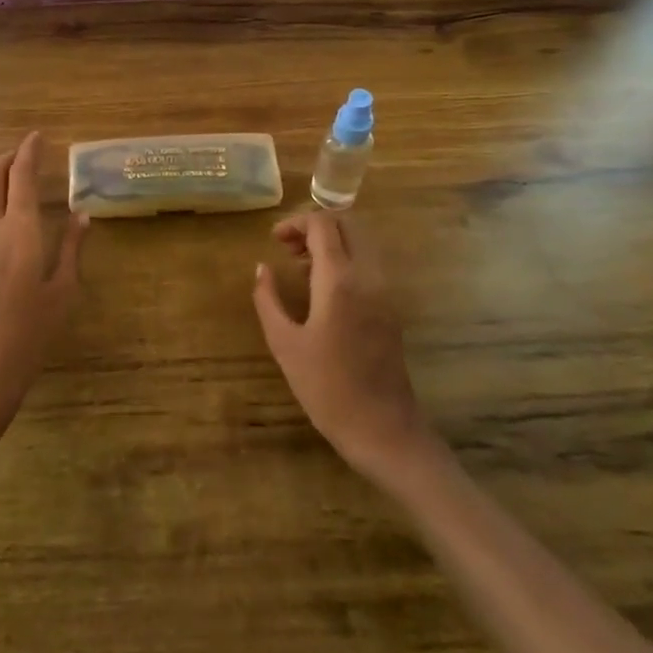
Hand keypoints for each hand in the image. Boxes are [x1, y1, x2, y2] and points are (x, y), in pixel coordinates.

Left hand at [0, 133, 87, 438]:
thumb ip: (72, 249)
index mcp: (20, 232)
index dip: (29, 152)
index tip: (37, 136)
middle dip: (6, 158)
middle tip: (23, 151)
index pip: (22, 178)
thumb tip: (82, 216)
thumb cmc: (30, 336)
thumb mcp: (62, 292)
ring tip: (3, 170)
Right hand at [253, 211, 434, 483]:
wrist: (383, 429)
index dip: (296, 223)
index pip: (324, 224)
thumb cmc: (326, 388)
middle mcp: (368, 275)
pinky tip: (323, 287)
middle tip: (288, 247)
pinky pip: (369, 262)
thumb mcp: (284, 344)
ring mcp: (385, 290)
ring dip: (332, 241)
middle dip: (316, 225)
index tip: (274, 240)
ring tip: (301, 266)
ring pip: (361, 240)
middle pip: (348, 223)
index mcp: (340, 280)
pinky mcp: (391, 306)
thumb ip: (268, 299)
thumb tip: (262, 268)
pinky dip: (346, 257)